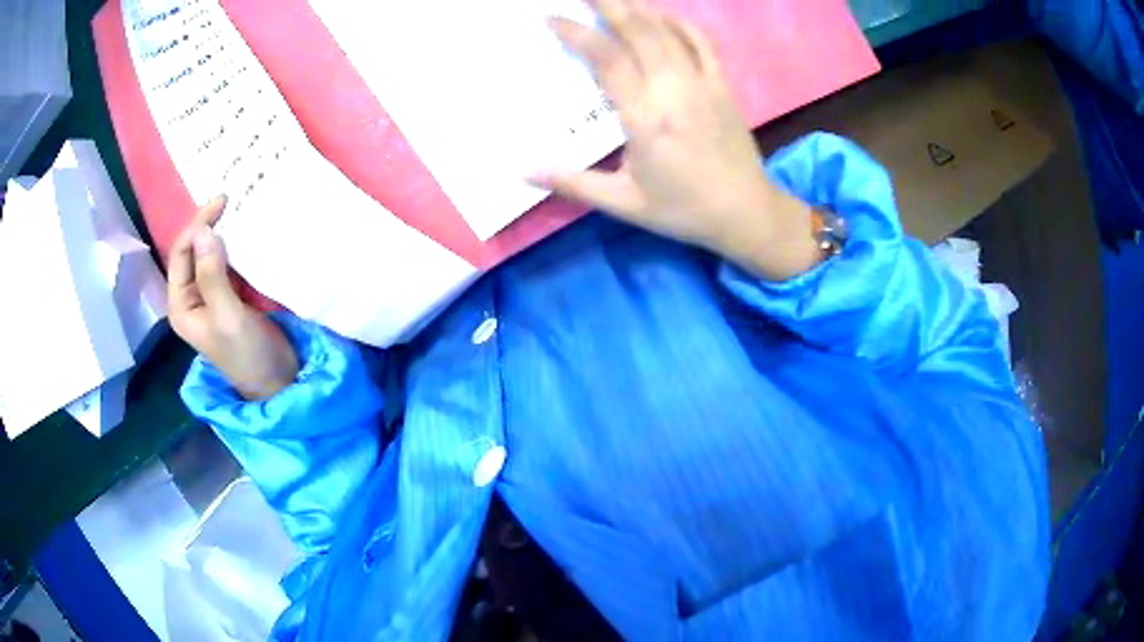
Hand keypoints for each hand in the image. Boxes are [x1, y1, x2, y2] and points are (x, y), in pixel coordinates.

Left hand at [168, 197, 298, 399]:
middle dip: (208, 225)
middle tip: (231, 199)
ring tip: (239, 209)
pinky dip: (235, 246)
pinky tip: (246, 232)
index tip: (222, 203)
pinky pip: (227, 262)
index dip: (197, 226)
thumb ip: (213, 275)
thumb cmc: (247, 354)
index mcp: (181, 304)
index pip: (181, 254)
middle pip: (193, 251)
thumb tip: (204, 230)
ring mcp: (211, 295)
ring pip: (210, 254)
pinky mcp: (231, 295)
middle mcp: (192, 296)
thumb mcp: (228, 316)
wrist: (278, 380)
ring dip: (222, 233)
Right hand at [538, 0, 821, 279]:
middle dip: (607, 4)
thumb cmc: (683, 210)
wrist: (746, 213)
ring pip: (667, 32)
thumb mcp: (624, 203)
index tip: (553, 18)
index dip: (578, 34)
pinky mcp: (722, 86)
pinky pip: (701, 43)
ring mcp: (703, 84)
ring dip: (637, 7)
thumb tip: (523, 171)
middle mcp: (674, 91)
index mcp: (646, 119)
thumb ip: (573, 183)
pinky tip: (662, 14)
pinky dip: (680, 23)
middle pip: (638, 32)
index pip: (608, 60)